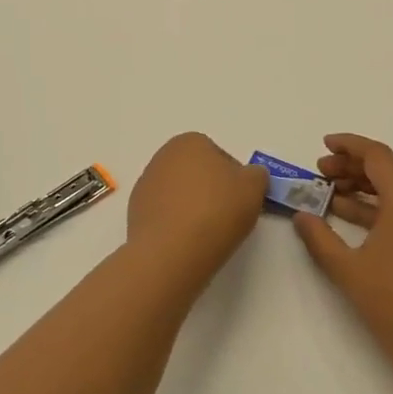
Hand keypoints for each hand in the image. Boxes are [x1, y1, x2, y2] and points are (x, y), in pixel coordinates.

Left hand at [127, 132, 267, 282]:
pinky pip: (165, 214)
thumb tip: (251, 176)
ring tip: (206, 234)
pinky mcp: (135, 212)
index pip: (221, 157)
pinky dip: (176, 224)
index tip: (240, 202)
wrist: (171, 252)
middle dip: (211, 191)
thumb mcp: (254, 187)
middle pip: (197, 173)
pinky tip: (185, 242)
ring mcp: (146, 184)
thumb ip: (257, 175)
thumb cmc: (216, 211)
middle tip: (226, 217)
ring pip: (180, 194)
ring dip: (193, 208)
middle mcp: (163, 156)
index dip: (235, 181)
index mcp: (190, 141)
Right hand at [292, 133, 392, 380]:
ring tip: (331, 194)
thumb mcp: (348, 271)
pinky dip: (380, 207)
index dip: (349, 146)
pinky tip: (353, 218)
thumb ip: (320, 238)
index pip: (378, 156)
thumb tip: (301, 216)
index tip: (323, 146)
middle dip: (352, 167)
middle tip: (320, 174)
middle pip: (388, 170)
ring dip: (365, 187)